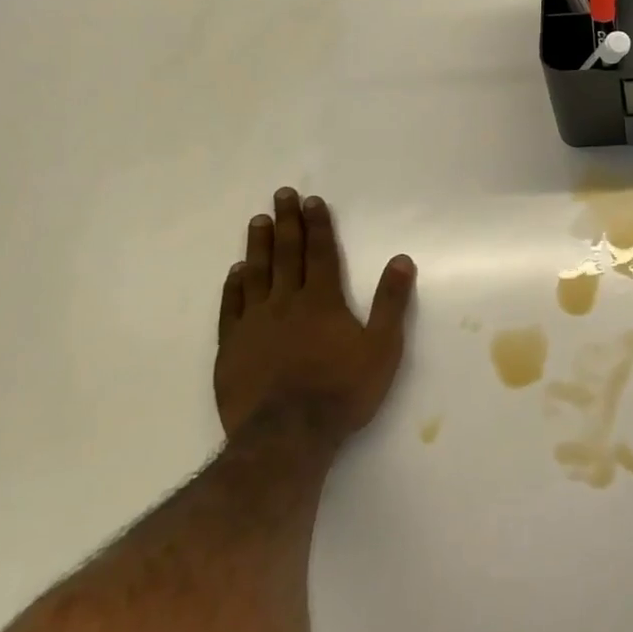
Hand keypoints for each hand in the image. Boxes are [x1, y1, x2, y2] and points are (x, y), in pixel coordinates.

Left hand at [214, 188, 415, 439]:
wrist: (286, 436)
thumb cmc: (342, 391)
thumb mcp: (383, 347)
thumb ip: (391, 302)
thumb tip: (401, 259)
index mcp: (323, 301)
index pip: (322, 253)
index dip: (318, 225)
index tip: (312, 200)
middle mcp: (287, 303)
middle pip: (287, 254)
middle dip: (287, 222)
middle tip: (281, 194)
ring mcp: (255, 324)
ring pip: (256, 274)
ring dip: (258, 245)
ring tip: (258, 221)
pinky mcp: (231, 348)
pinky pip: (231, 308)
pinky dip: (233, 286)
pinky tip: (236, 272)